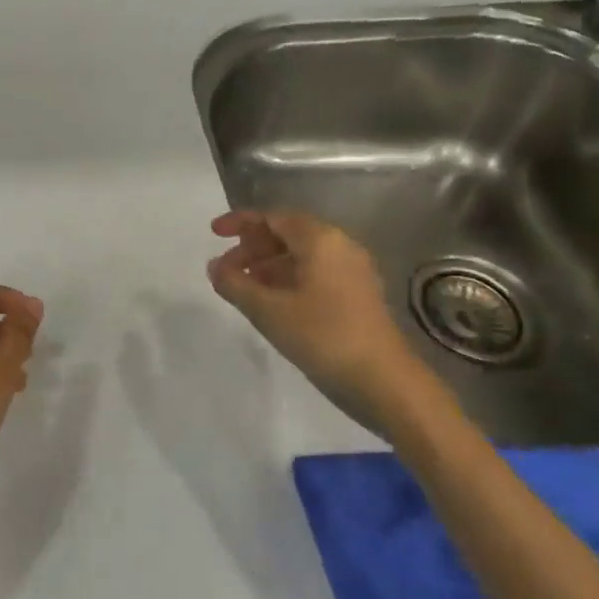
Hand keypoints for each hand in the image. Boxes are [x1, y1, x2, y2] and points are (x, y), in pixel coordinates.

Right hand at [207, 211, 425, 430]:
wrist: (384, 381)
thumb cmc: (323, 336)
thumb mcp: (268, 310)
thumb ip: (235, 283)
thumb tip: (214, 266)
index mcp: (321, 240)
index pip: (273, 217)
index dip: (240, 222)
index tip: (214, 234)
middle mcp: (340, 246)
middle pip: (287, 233)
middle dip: (252, 247)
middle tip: (225, 269)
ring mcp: (352, 271)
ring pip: (301, 255)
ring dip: (267, 265)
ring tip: (242, 288)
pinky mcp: (357, 294)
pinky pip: (314, 273)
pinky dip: (287, 279)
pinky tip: (270, 302)